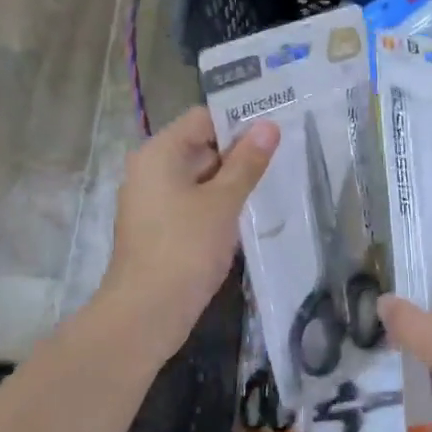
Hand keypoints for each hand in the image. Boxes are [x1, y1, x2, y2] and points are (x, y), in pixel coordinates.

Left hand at [99, 107, 279, 360]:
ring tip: (272, 182)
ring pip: (199, 176)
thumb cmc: (186, 249)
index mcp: (159, 153)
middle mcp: (150, 169)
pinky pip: (193, 202)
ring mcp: (152, 200)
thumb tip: (268, 125)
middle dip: (239, 152)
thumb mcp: (223, 202)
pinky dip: (217, 204)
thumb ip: (247, 162)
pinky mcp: (159, 227)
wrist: (147, 313)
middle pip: (201, 145)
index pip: (203, 118)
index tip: (275, 130)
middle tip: (283, 156)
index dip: (238, 120)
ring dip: (231, 180)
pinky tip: (246, 215)